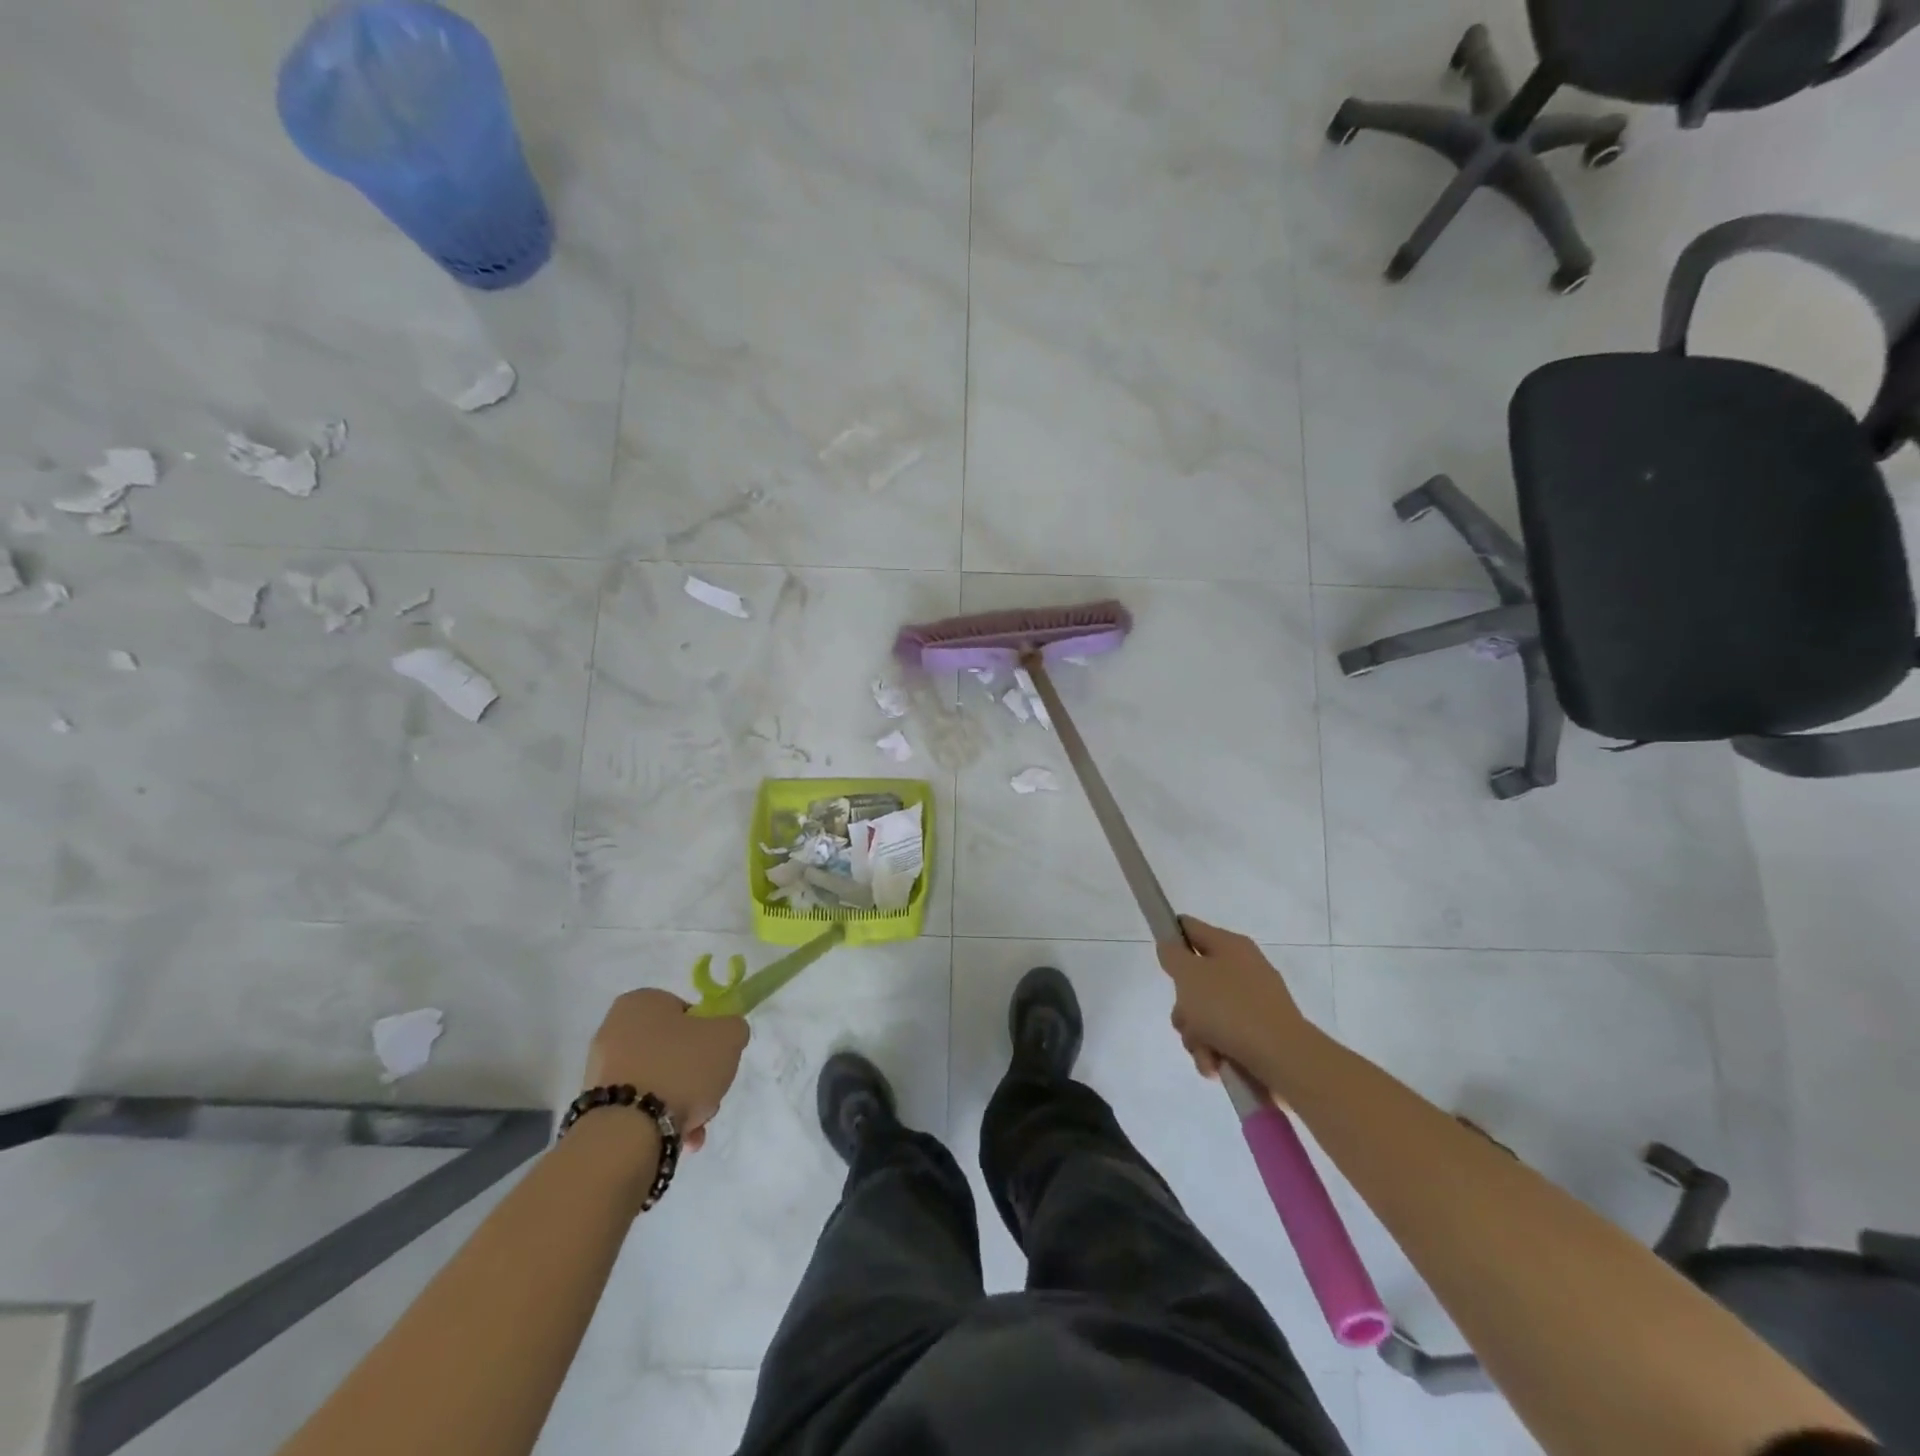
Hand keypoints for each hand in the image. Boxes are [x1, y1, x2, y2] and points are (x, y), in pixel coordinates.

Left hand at [583, 990, 749, 1151]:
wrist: (628, 1131)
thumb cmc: (680, 1068)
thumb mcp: (728, 1036)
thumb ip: (733, 1027)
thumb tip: (725, 1035)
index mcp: (640, 1001)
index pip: (686, 1011)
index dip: (707, 1033)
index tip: (716, 1056)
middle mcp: (613, 1029)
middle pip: (672, 1048)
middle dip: (694, 1074)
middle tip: (708, 1091)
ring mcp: (601, 1070)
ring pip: (658, 1079)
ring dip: (681, 1100)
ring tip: (695, 1124)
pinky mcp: (596, 1106)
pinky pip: (639, 1105)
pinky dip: (659, 1118)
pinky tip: (678, 1136)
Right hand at [1156, 916, 1311, 1080]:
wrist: (1283, 1058)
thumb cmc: (1230, 1009)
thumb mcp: (1189, 975)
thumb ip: (1173, 956)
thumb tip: (1171, 949)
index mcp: (1229, 945)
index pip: (1189, 927)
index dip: (1170, 937)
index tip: (1161, 962)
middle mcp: (1243, 969)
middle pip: (1194, 980)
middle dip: (1183, 1006)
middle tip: (1186, 1019)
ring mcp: (1254, 1002)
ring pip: (1205, 1013)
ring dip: (1196, 1035)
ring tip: (1205, 1052)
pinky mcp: (1260, 1033)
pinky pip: (1223, 1036)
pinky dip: (1214, 1051)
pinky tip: (1216, 1065)